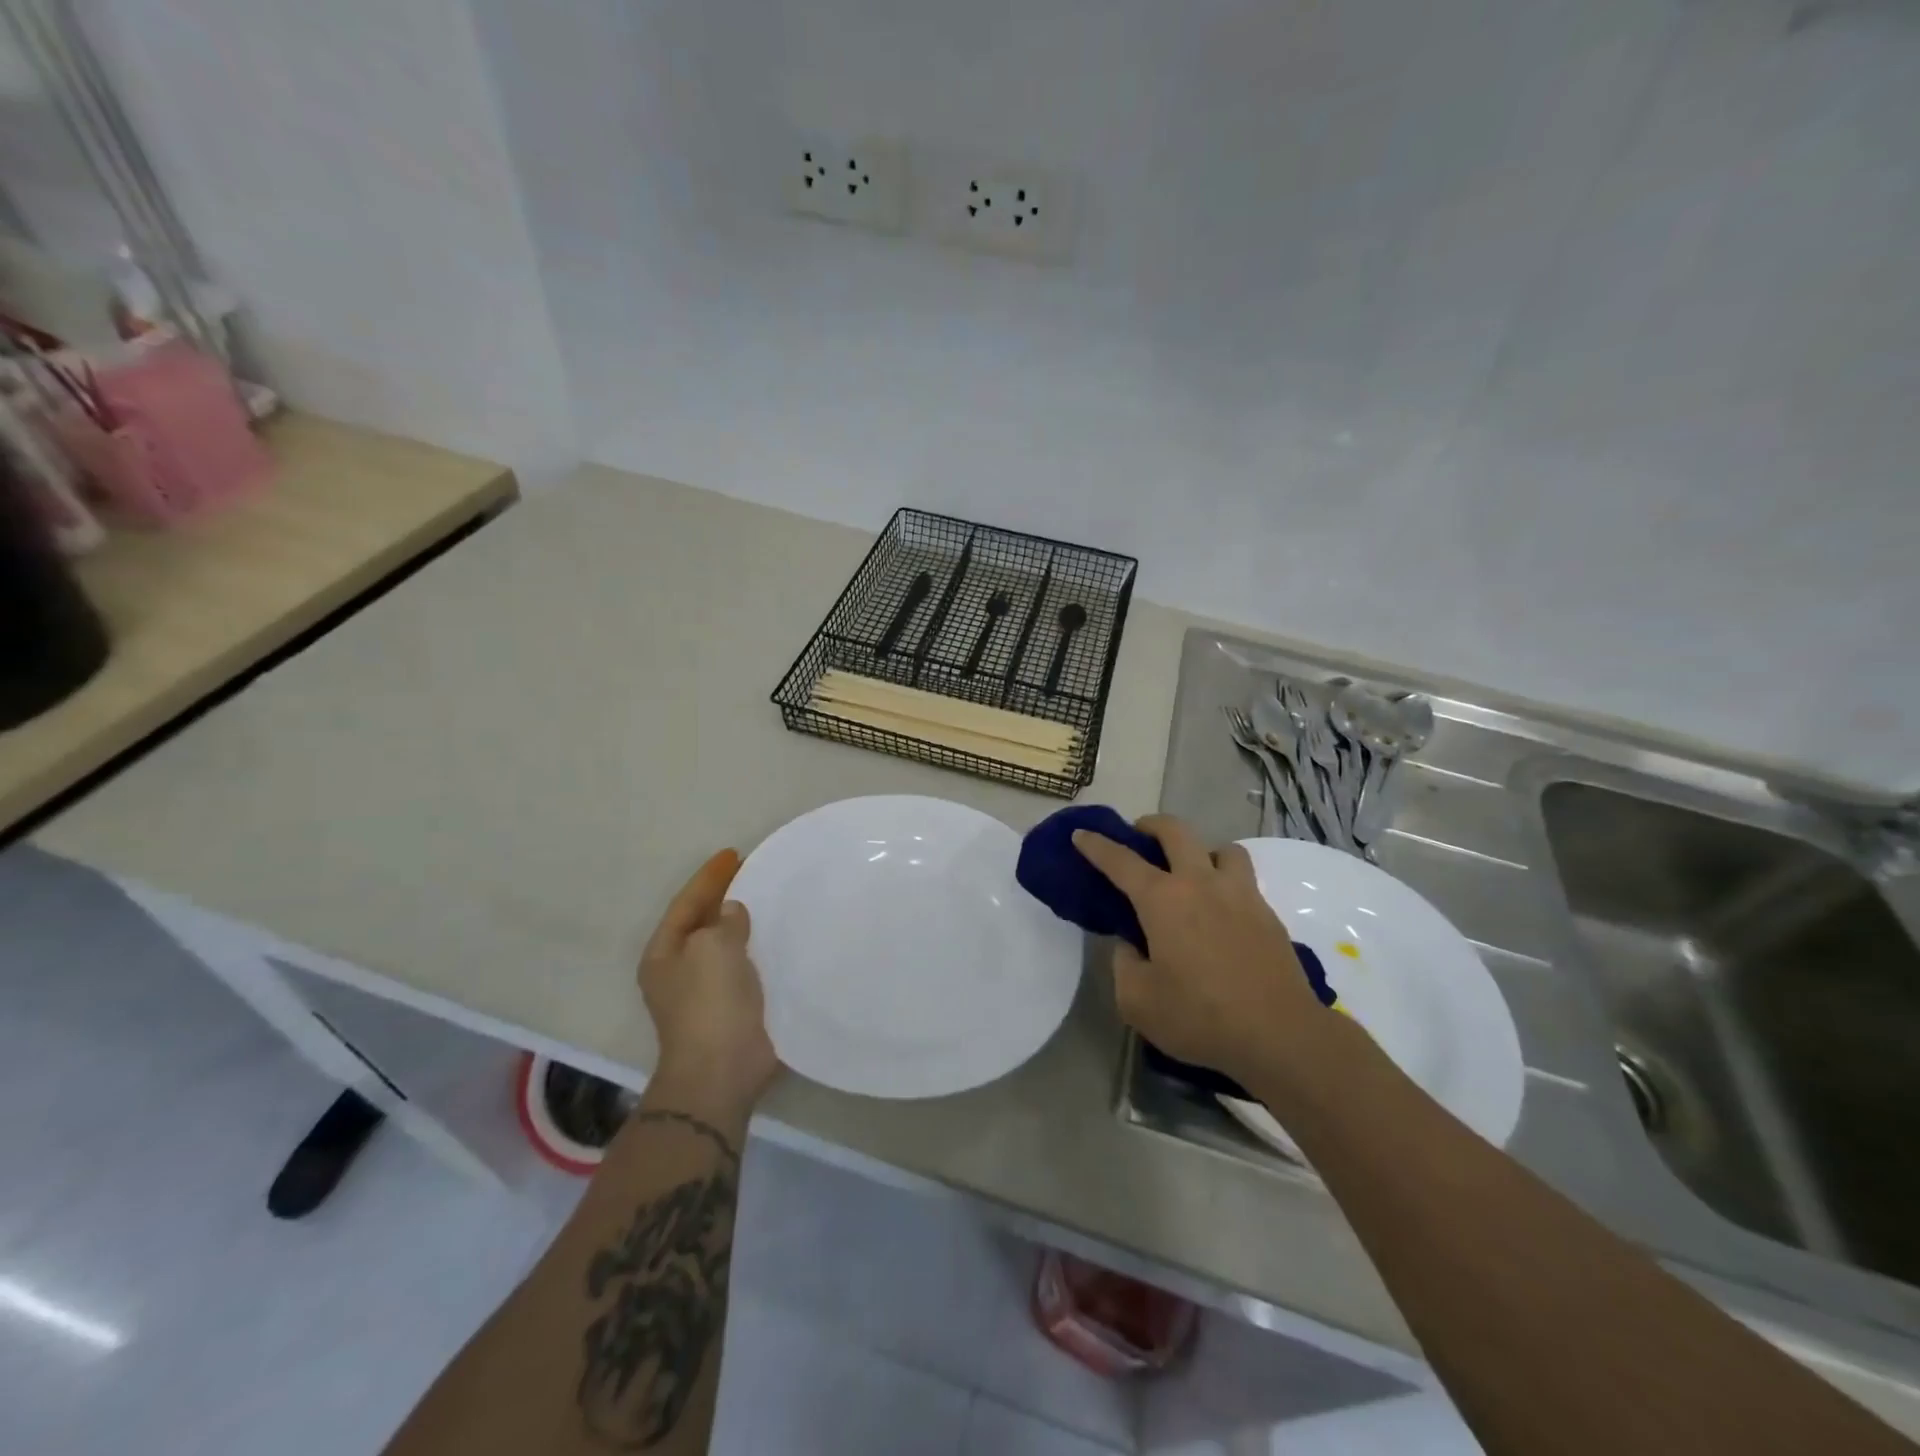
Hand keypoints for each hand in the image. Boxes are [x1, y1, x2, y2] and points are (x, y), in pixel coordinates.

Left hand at [639, 850, 780, 1111]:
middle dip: (725, 898)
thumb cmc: (709, 1003)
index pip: (687, 903)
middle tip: (754, 872)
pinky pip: (746, 966)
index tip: (734, 854)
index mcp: (664, 954)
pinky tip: (781, 939)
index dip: (709, 877)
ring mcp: (705, 992)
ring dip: (745, 924)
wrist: (721, 1070)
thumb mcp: (712, 949)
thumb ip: (724, 922)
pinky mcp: (733, 1008)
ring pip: (726, 945)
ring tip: (771, 899)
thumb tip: (732, 912)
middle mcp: (680, 970)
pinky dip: (760, 949)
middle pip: (703, 923)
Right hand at [1073, 815, 1323, 1086]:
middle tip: (1139, 835)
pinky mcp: (1267, 913)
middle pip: (1176, 831)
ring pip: (1221, 848)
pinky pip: (1243, 879)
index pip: (1121, 861)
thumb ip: (1124, 964)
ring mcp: (1240, 894)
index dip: (1096, 845)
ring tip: (1192, 872)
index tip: (1081, 834)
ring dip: (1201, 850)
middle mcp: (1201, 884)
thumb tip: (1131, 945)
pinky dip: (1225, 880)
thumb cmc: (1200, 1017)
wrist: (1280, 1035)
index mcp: (1163, 900)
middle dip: (1151, 825)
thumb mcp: (1137, 1001)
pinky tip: (1220, 910)